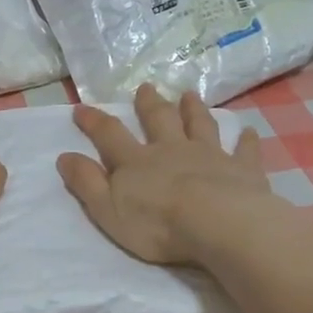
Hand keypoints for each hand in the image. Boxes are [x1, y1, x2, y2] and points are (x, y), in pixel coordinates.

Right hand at [57, 84, 268, 264]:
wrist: (217, 224)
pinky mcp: (241, 169)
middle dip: (150, 104)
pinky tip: (247, 132)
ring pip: (199, 126)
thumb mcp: (107, 209)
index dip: (94, 121)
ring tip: (189, 95)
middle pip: (159, 121)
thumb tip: (64, 157)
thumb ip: (86, 182)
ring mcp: (209, 155)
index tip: (81, 108)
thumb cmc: (156, 224)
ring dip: (193, 110)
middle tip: (146, 88)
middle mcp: (171, 150)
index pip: (109, 135)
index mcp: (136, 162)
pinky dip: (244, 141)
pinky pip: (243, 151)